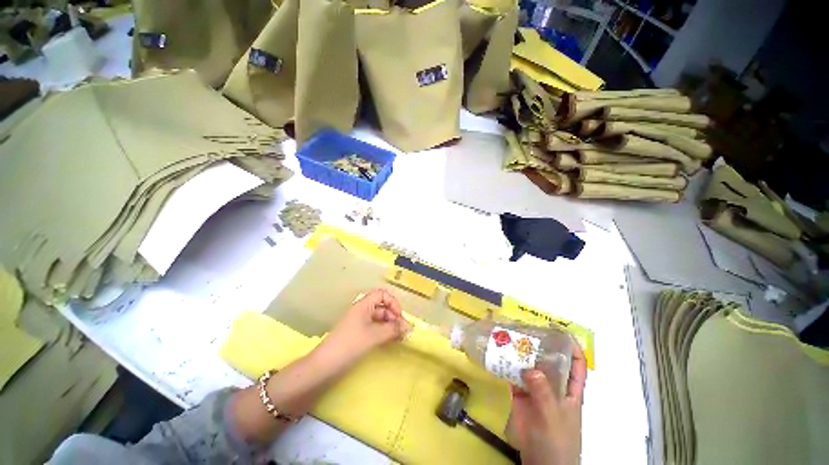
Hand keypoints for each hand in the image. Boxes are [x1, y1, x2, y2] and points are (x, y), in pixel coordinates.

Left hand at [319, 289, 410, 363]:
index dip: (392, 302)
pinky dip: (383, 332)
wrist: (324, 365)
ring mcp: (359, 322)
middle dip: (393, 315)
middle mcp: (362, 310)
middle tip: (402, 330)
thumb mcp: (374, 335)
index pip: (381, 294)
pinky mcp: (357, 334)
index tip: (399, 316)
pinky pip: (374, 328)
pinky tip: (390, 340)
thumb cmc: (350, 344)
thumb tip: (409, 326)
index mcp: (363, 305)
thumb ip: (393, 329)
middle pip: (382, 306)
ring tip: (399, 336)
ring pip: (379, 318)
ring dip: (390, 325)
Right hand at [506, 340, 586, 464]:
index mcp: (570, 390)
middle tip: (523, 328)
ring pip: (528, 365)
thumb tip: (530, 368)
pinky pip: (513, 376)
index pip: (576, 364)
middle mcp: (553, 385)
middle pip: (548, 360)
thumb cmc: (557, 442)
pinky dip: (506, 366)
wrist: (541, 464)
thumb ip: (543, 393)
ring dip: (519, 353)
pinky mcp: (520, 395)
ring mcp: (535, 390)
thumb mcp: (554, 417)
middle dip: (538, 344)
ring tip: (507, 336)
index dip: (571, 347)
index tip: (558, 330)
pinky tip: (497, 355)